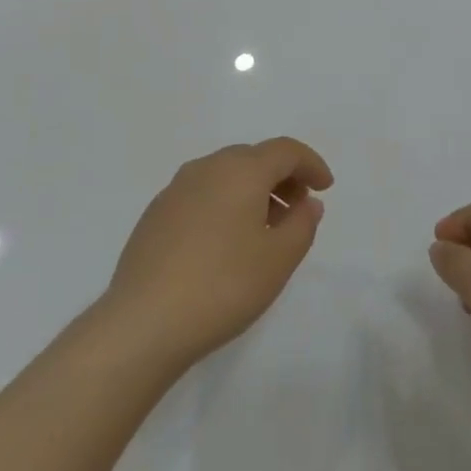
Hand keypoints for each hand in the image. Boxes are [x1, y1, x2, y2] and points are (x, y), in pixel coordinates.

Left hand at [101, 139, 332, 373]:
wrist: (144, 321)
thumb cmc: (223, 285)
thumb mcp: (278, 259)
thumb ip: (302, 224)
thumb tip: (307, 202)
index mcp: (240, 170)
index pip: (285, 150)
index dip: (310, 163)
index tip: (325, 187)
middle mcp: (207, 167)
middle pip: (254, 158)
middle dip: (282, 177)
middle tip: (298, 208)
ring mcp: (176, 188)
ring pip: (225, 175)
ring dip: (252, 191)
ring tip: (265, 229)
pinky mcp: (156, 213)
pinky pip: (202, 193)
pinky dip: (224, 203)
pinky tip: (226, 242)